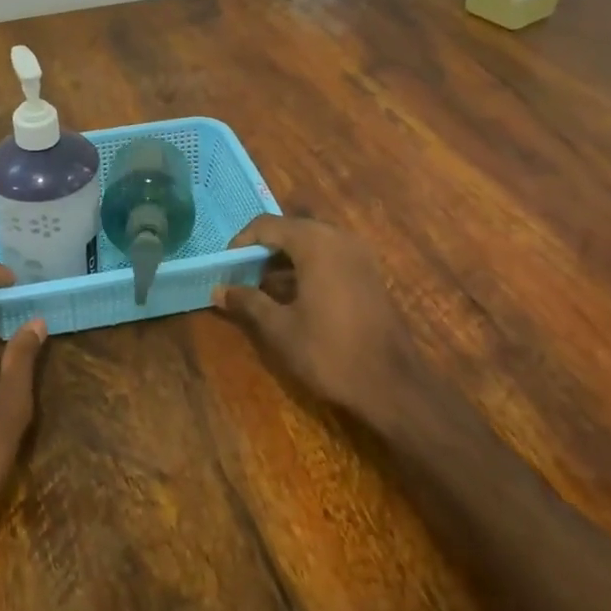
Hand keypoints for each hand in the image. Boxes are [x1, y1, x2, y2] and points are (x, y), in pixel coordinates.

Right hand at [214, 216, 424, 436]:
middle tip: (242, 275)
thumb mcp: (280, 328)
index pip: (267, 224)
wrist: (392, 385)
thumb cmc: (330, 352)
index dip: (241, 242)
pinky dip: (307, 266)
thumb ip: (248, 302)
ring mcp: (359, 255)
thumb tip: (218, 290)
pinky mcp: (369, 274)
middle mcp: (339, 239)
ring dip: (285, 258)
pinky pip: (330, 256)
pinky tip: (293, 296)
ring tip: (262, 288)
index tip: (225, 267)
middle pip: (291, 229)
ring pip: (312, 242)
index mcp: (316, 244)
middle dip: (263, 249)